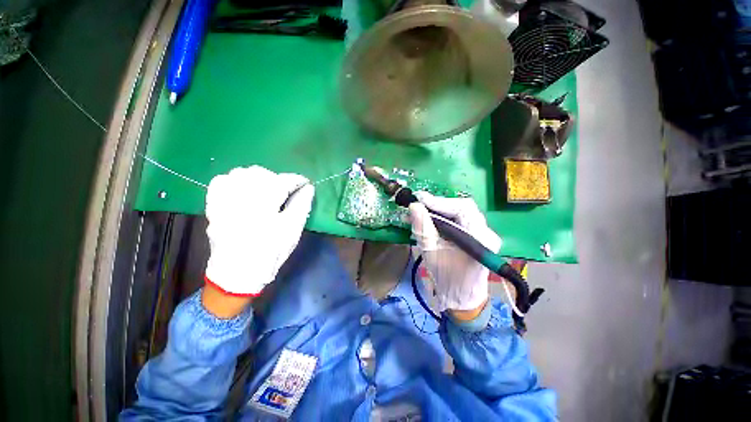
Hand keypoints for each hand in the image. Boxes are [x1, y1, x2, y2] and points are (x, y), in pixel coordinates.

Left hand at [204, 166, 313, 300]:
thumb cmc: (271, 252)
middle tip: (287, 190)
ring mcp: (224, 201)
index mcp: (263, 205)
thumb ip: (301, 205)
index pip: (282, 181)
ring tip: (267, 189)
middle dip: (278, 179)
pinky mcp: (214, 206)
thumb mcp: (292, 230)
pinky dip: (235, 179)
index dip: (296, 180)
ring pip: (240, 173)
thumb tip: (308, 187)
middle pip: (261, 174)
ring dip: (258, 177)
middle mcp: (241, 198)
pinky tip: (244, 188)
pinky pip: (221, 181)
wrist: (238, 273)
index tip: (305, 183)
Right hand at [408, 192, 500, 314]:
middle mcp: (487, 232)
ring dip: (440, 209)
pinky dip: (444, 215)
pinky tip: (430, 217)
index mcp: (481, 238)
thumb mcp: (430, 252)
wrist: (460, 297)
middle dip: (439, 204)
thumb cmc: (446, 278)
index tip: (419, 199)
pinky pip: (460, 218)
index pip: (462, 209)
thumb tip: (414, 206)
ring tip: (422, 210)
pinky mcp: (477, 234)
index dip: (439, 202)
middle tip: (419, 204)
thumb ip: (422, 227)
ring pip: (461, 211)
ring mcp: (483, 232)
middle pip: (463, 207)